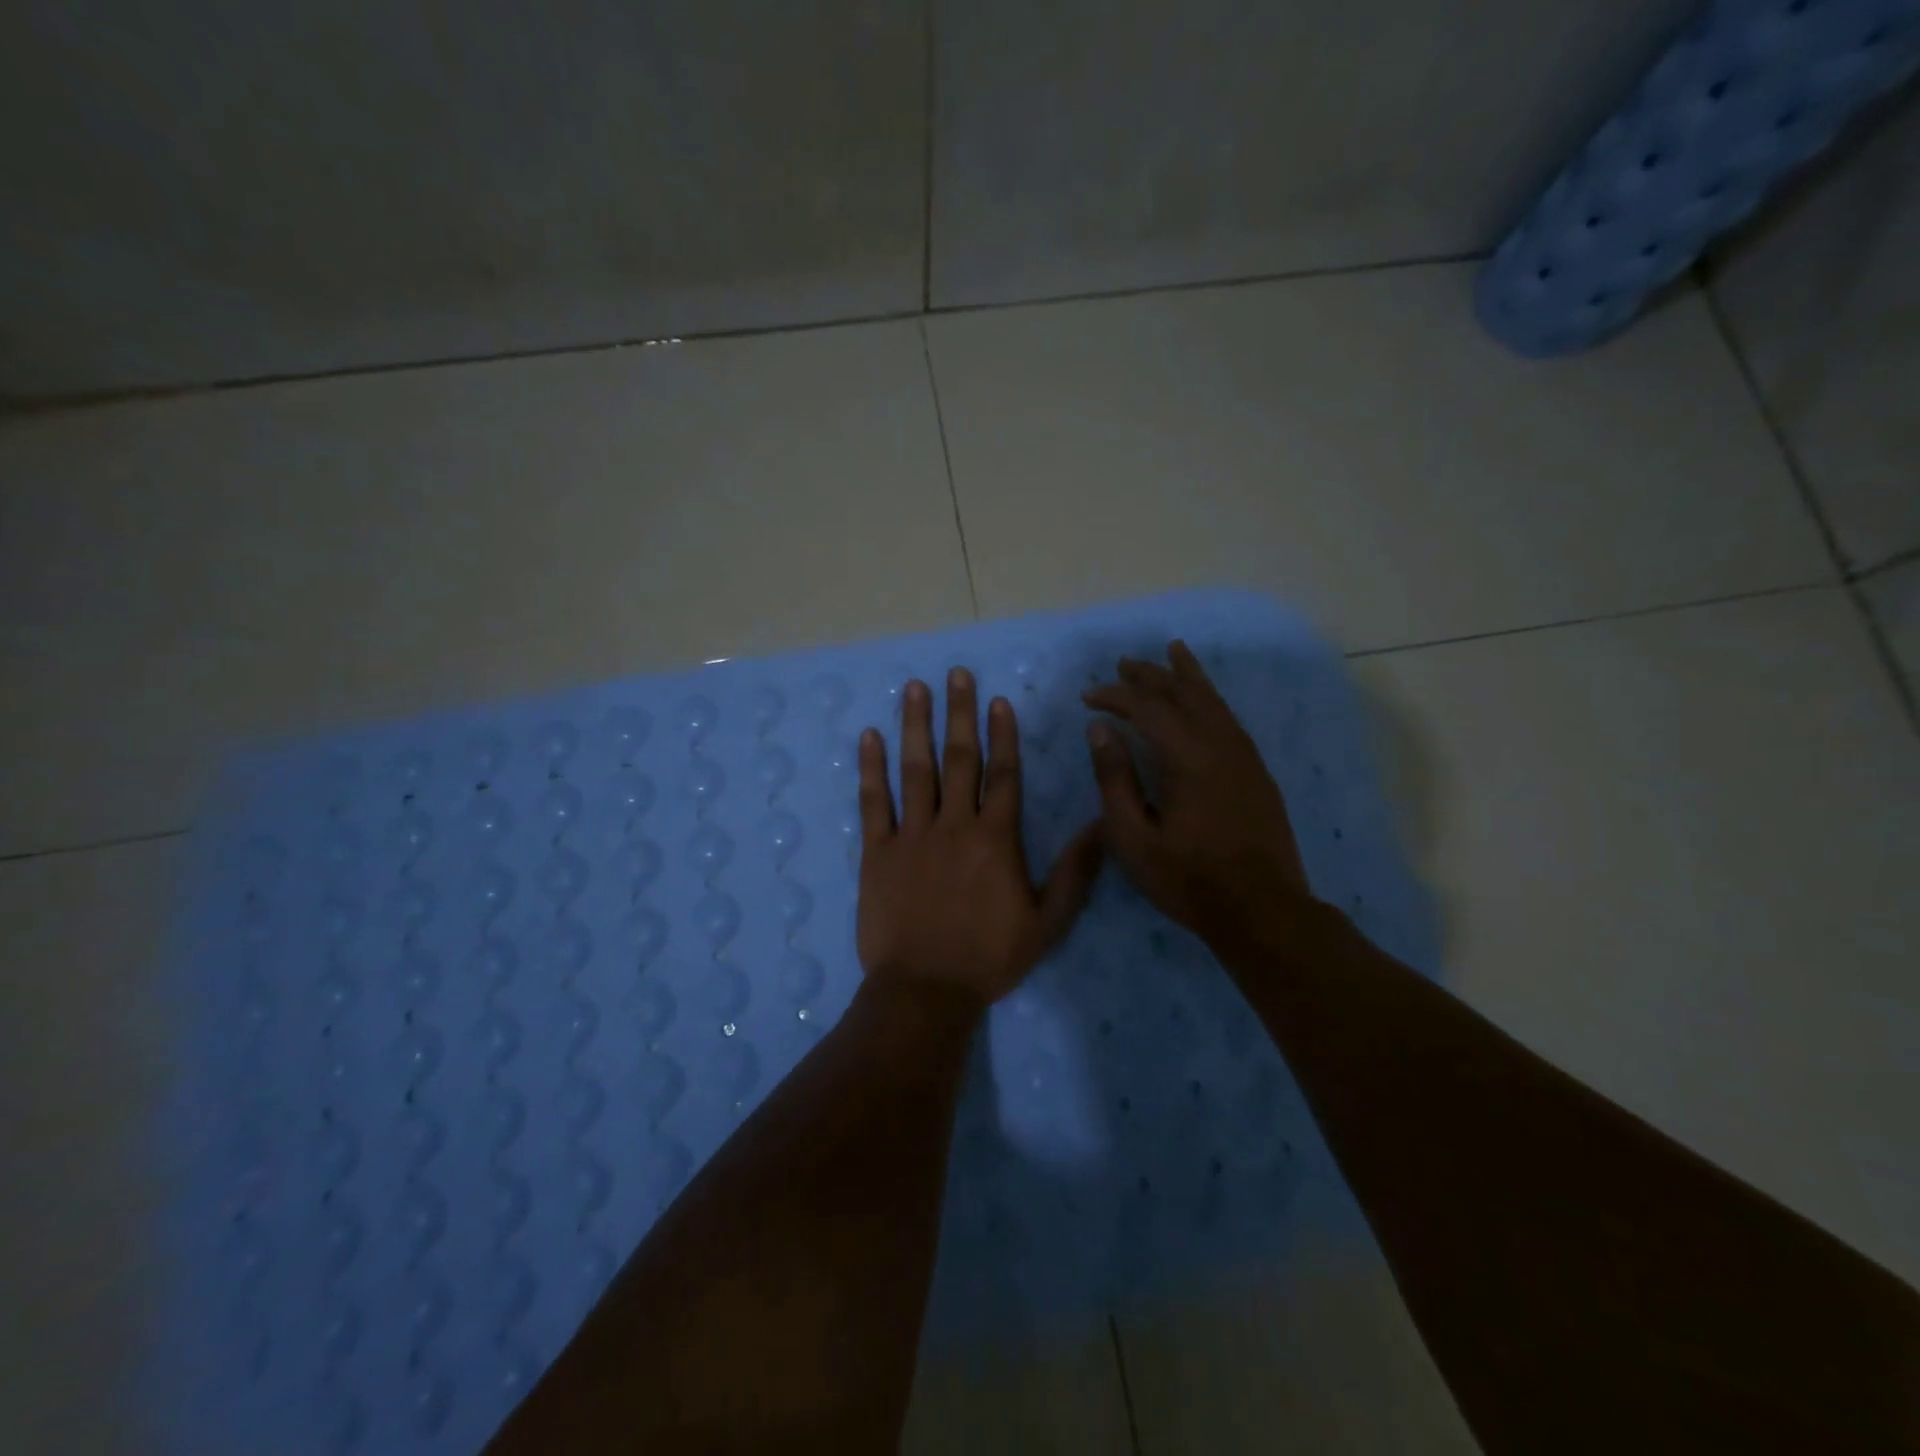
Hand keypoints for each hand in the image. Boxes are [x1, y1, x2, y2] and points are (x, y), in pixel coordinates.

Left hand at [857, 668, 1102, 1005]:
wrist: (925, 990)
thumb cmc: (989, 957)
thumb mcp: (1047, 922)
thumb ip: (1075, 871)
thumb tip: (1101, 824)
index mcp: (995, 839)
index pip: (1003, 774)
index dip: (1002, 735)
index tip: (998, 700)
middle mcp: (954, 825)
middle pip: (959, 759)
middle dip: (960, 713)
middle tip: (956, 674)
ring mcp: (911, 835)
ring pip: (915, 770)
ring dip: (915, 726)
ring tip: (914, 688)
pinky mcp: (876, 852)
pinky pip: (873, 802)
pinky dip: (871, 768)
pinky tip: (869, 737)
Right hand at [1083, 640, 1311, 949]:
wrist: (1263, 910)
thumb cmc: (1188, 880)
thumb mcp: (1134, 837)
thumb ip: (1115, 779)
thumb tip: (1099, 730)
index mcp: (1189, 758)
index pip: (1148, 708)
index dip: (1115, 696)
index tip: (1088, 697)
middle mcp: (1221, 745)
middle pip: (1185, 694)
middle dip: (1151, 675)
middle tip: (1123, 664)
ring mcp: (1245, 757)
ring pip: (1214, 701)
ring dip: (1187, 676)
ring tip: (1172, 653)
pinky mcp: (1257, 772)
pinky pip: (1229, 719)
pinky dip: (1210, 699)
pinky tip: (1204, 700)